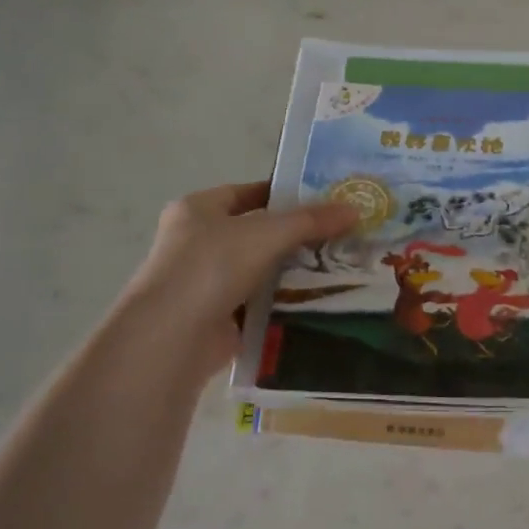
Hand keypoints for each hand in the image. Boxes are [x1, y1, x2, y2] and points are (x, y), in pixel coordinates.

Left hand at [127, 181, 358, 374]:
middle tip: (340, 236)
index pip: (247, 193)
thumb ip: (311, 220)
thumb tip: (355, 210)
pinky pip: (258, 303)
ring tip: (338, 268)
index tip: (323, 202)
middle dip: (296, 236)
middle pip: (256, 232)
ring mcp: (205, 282)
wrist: (173, 336)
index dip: (284, 194)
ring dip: (292, 271)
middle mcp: (197, 242)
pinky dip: (283, 302)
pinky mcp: (217, 317)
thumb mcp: (268, 233)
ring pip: (260, 270)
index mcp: (197, 209)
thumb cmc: (212, 266)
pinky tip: (317, 301)